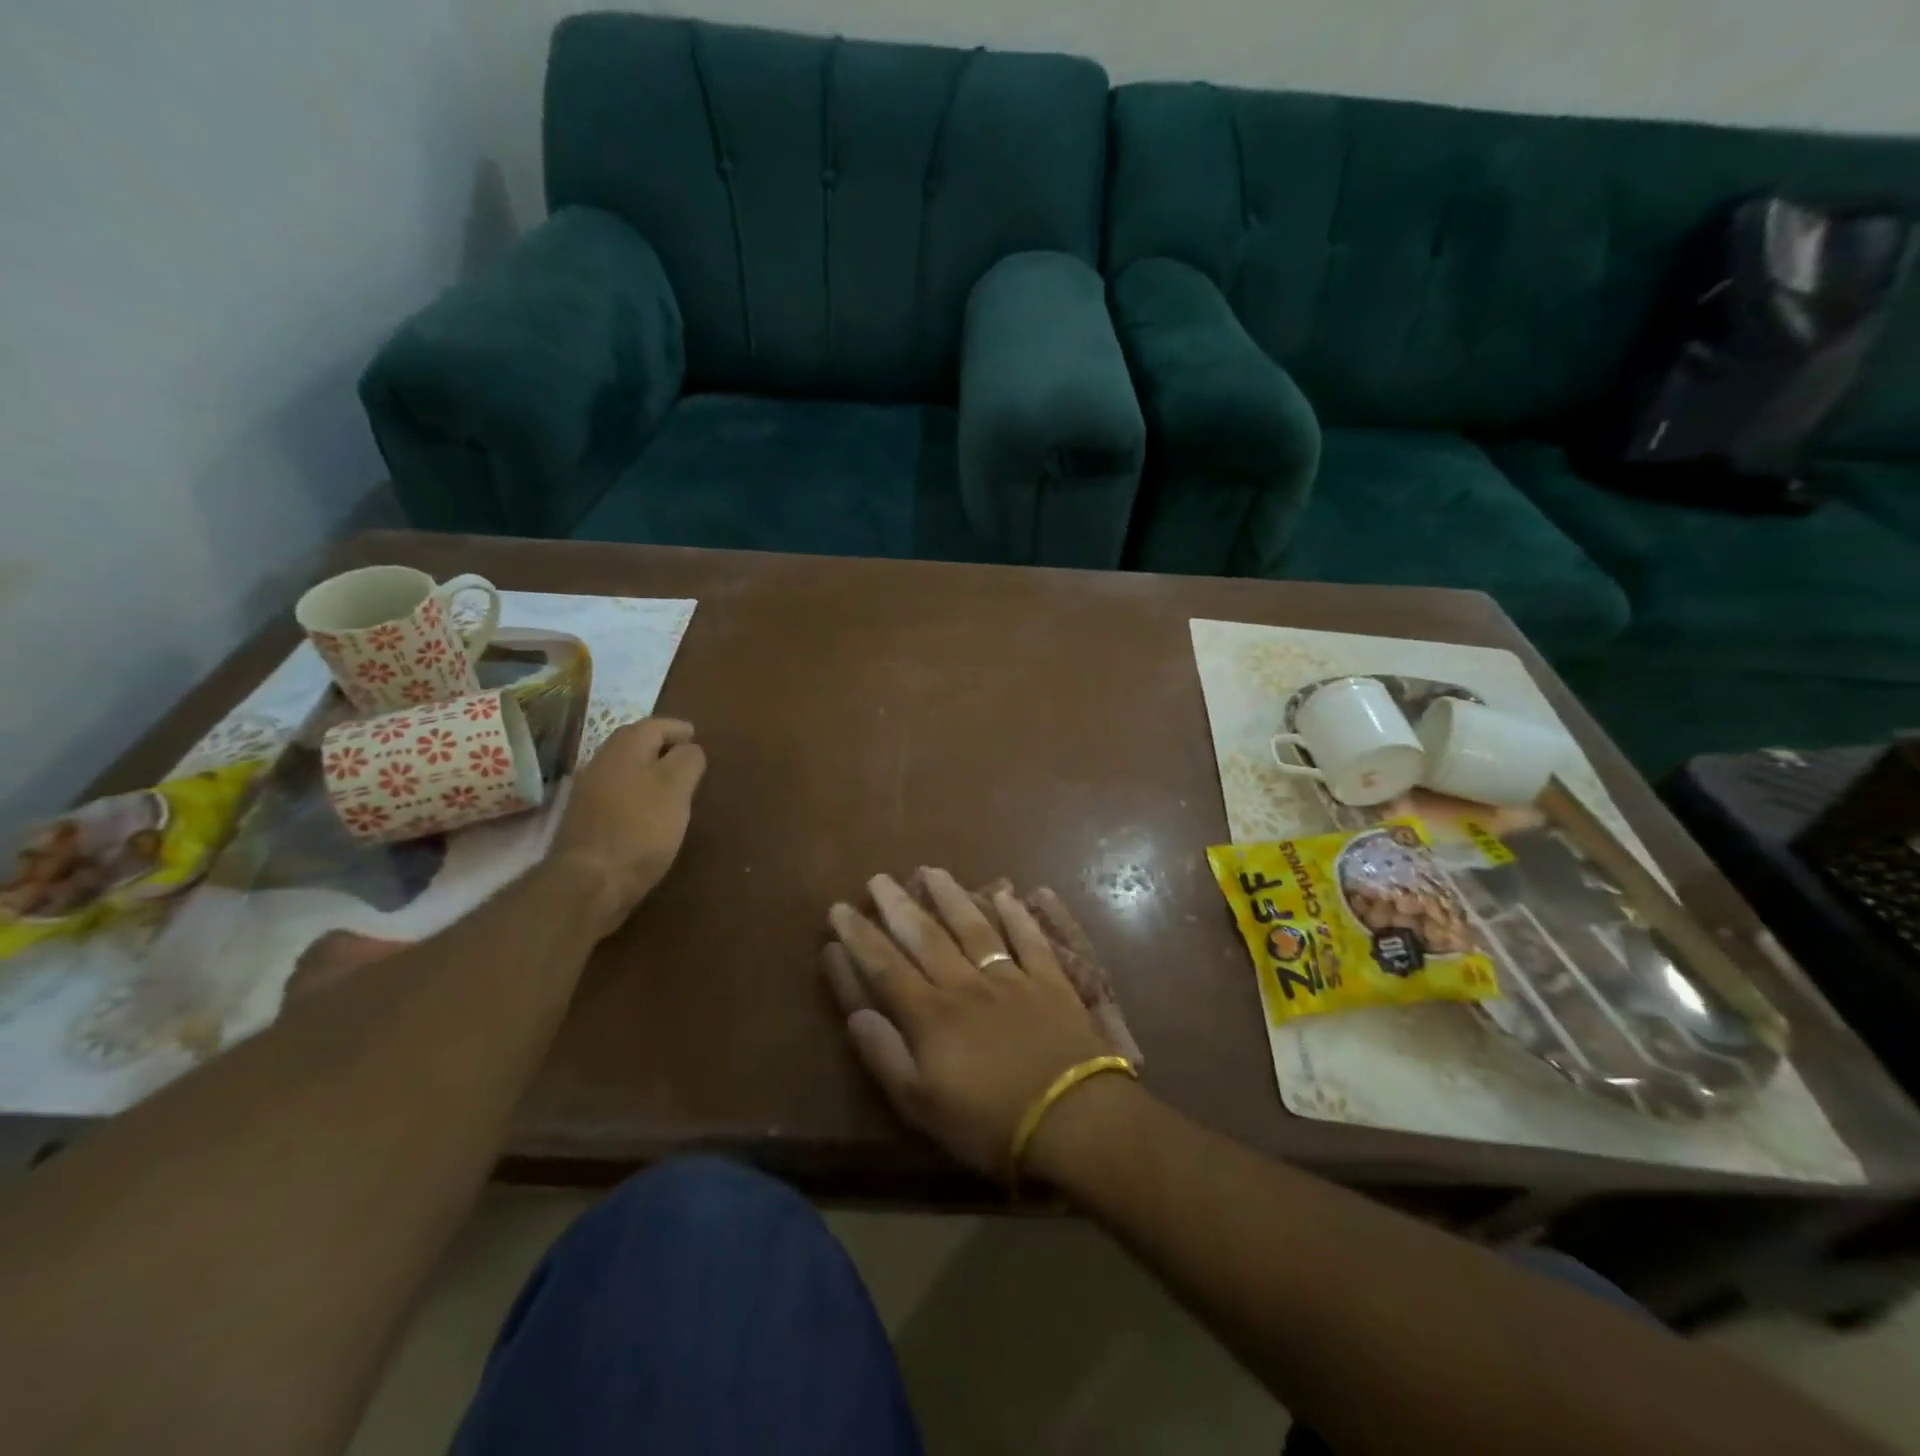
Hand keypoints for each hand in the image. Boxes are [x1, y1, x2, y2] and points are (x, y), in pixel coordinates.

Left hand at [549, 719, 706, 938]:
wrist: (589, 881)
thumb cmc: (641, 828)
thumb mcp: (676, 788)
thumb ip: (688, 761)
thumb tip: (690, 749)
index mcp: (625, 748)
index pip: (655, 725)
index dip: (678, 729)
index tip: (697, 738)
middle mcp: (601, 761)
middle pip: (635, 743)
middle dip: (661, 746)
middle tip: (687, 758)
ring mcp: (588, 791)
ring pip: (624, 769)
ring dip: (648, 770)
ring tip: (672, 785)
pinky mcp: (585, 819)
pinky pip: (617, 793)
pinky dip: (636, 792)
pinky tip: (649, 811)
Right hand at [823, 868, 1115, 1180]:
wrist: (1072, 1119)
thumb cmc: (989, 1123)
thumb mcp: (921, 1106)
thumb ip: (885, 1056)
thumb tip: (856, 1014)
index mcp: (931, 1015)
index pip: (884, 967)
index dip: (859, 938)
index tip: (839, 908)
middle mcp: (965, 985)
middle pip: (925, 937)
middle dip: (898, 906)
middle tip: (879, 878)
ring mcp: (1010, 978)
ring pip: (973, 928)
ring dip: (950, 897)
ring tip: (931, 870)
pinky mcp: (1049, 982)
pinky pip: (1029, 939)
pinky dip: (1017, 915)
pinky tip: (1007, 893)